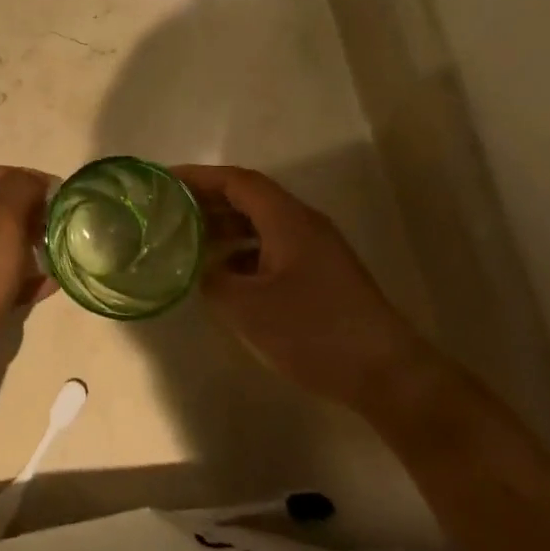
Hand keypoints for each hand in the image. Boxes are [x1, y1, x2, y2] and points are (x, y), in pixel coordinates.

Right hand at [175, 164, 432, 409]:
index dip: (198, 177)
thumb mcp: (247, 308)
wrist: (386, 373)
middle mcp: (303, 224)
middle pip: (249, 197)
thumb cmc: (313, 331)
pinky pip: (273, 247)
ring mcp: (316, 249)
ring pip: (261, 224)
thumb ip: (213, 281)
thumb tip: (201, 271)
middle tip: (168, 210)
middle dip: (207, 200)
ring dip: (224, 226)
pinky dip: (242, 251)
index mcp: (287, 220)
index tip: (164, 182)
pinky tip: (223, 274)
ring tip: (187, 239)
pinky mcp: (321, 274)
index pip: (237, 181)